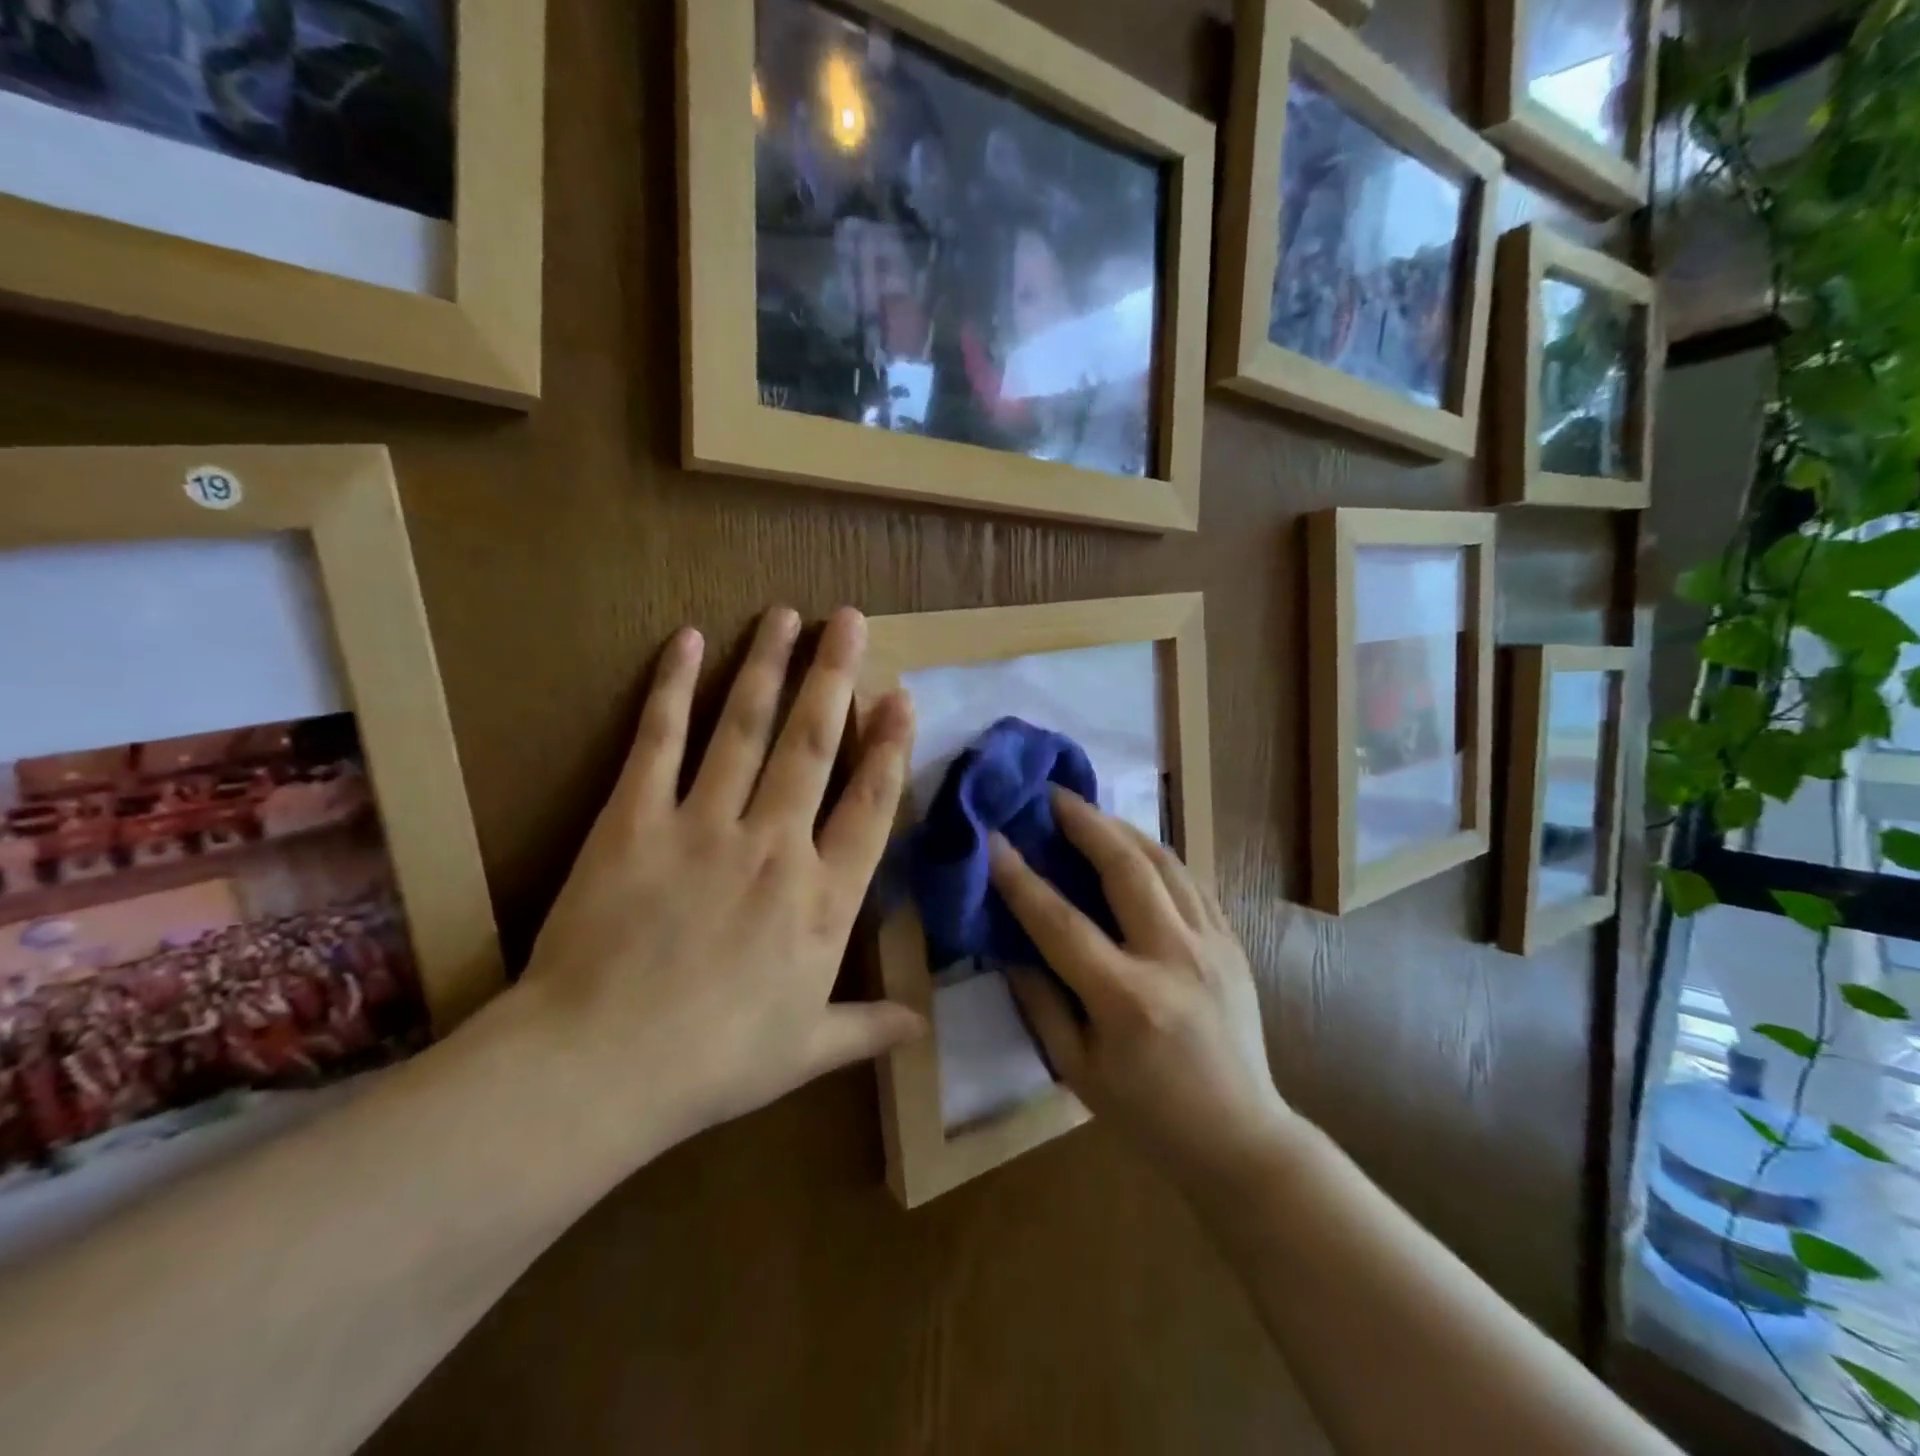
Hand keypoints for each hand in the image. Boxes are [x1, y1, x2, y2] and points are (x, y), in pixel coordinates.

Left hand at [516, 606, 925, 1171]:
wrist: (599, 1068)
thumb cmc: (714, 1063)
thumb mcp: (805, 1050)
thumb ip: (868, 1027)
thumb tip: (924, 1026)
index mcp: (822, 900)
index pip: (869, 805)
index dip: (889, 746)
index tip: (900, 696)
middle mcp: (775, 846)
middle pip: (812, 745)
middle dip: (835, 677)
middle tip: (848, 620)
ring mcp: (703, 825)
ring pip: (745, 728)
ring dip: (768, 667)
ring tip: (786, 616)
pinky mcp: (634, 819)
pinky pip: (659, 742)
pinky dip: (673, 688)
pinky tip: (686, 641)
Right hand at [988, 791, 1294, 1191]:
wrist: (1241, 1139)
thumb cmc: (1147, 1115)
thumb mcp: (1075, 1070)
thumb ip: (1038, 1001)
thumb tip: (1010, 944)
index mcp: (1126, 1000)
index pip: (1061, 922)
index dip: (1020, 878)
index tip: (994, 838)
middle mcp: (1172, 959)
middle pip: (1125, 868)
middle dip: (1084, 823)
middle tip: (1052, 795)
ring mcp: (1211, 945)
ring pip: (1165, 863)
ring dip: (1122, 828)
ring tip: (1090, 812)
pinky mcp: (1232, 943)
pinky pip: (1191, 881)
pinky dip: (1157, 855)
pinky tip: (1134, 847)